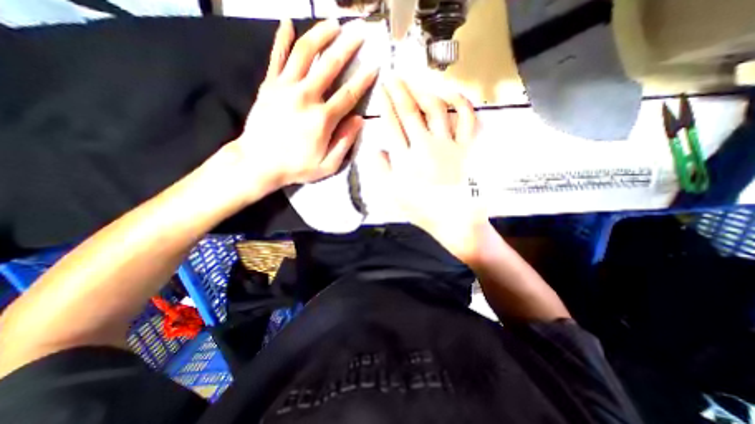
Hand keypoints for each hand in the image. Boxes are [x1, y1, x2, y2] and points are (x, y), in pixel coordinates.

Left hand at [224, 19, 376, 196]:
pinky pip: (277, 57)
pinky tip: (288, 22)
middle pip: (330, 65)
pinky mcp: (269, 85)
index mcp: (322, 119)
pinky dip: (282, 39)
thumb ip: (345, 142)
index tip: (375, 66)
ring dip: (320, 35)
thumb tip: (359, 120)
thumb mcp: (327, 165)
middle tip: (359, 32)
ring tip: (333, 23)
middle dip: (347, 47)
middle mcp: (305, 97)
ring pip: (305, 53)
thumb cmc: (296, 167)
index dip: (364, 79)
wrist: (258, 163)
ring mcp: (285, 88)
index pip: (348, 94)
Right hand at [373, 77, 489, 261]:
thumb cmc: (423, 210)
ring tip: (415, 81)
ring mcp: (450, 144)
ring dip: (423, 91)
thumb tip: (375, 148)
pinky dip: (462, 102)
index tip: (381, 90)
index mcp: (407, 158)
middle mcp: (427, 145)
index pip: (392, 124)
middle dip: (399, 91)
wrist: (456, 220)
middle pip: (411, 111)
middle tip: (393, 77)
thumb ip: (382, 170)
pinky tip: (452, 92)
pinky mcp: (469, 146)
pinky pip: (468, 118)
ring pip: (436, 109)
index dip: (385, 104)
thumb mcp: (394, 195)